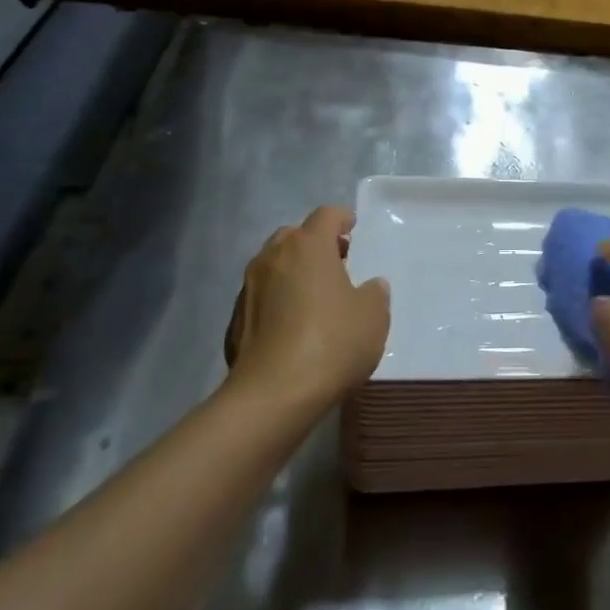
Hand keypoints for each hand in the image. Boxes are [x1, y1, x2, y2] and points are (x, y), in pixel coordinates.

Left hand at [224, 206, 389, 411]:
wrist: (273, 395)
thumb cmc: (332, 343)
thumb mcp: (373, 317)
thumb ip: (375, 293)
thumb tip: (370, 286)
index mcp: (308, 246)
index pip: (326, 215)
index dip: (341, 218)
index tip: (352, 227)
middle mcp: (273, 257)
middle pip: (294, 235)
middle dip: (314, 243)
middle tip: (336, 262)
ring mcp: (248, 287)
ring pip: (273, 265)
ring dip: (293, 271)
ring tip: (314, 295)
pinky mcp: (235, 319)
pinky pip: (261, 296)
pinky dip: (277, 300)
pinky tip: (292, 325)